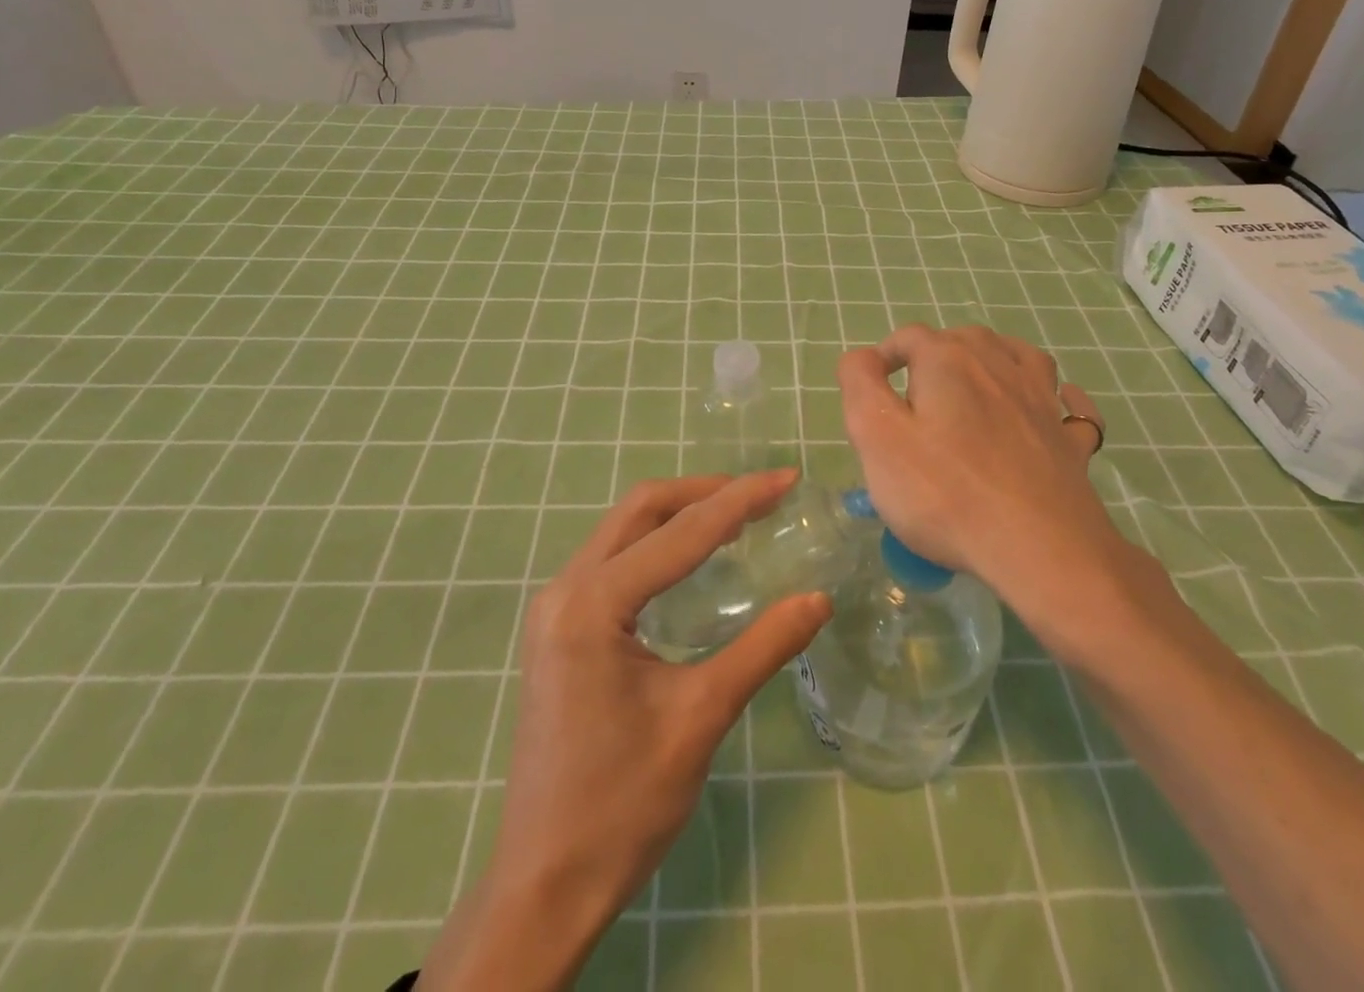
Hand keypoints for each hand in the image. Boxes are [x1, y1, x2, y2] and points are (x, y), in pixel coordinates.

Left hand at [420, 469, 831, 990]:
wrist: (545, 883)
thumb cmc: (622, 804)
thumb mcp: (701, 718)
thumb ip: (762, 648)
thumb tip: (818, 599)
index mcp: (592, 604)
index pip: (679, 533)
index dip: (739, 501)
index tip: (787, 480)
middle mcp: (564, 589)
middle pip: (640, 511)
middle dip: (704, 492)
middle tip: (762, 493)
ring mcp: (554, 607)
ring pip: (622, 530)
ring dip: (679, 513)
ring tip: (736, 514)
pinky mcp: (557, 628)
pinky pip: (612, 560)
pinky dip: (657, 543)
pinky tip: (691, 557)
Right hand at [837, 324, 1158, 632]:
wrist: (1040, 549)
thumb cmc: (945, 492)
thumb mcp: (877, 436)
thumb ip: (860, 384)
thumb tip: (863, 357)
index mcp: (948, 360)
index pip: (909, 338)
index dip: (884, 355)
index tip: (872, 387)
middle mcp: (998, 365)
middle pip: (962, 339)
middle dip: (934, 356)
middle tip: (913, 398)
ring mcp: (1041, 400)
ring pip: (1016, 356)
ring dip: (992, 359)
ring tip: (974, 383)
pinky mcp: (1068, 439)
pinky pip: (1069, 404)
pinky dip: (1059, 396)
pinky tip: (1056, 402)